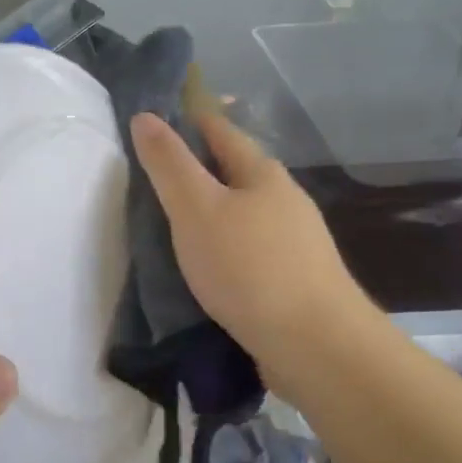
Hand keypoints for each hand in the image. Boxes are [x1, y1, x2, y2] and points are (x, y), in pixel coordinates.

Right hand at [130, 110, 374, 394]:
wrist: (316, 345)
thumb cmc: (249, 268)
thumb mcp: (196, 209)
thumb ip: (169, 164)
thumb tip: (145, 116)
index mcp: (262, 174)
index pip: (220, 131)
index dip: (187, 121)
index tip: (154, 123)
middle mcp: (285, 200)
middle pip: (235, 172)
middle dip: (198, 170)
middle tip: (153, 179)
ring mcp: (295, 242)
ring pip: (244, 214)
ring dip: (212, 213)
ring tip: (174, 225)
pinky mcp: (295, 280)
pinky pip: (250, 250)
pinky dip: (224, 248)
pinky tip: (207, 267)